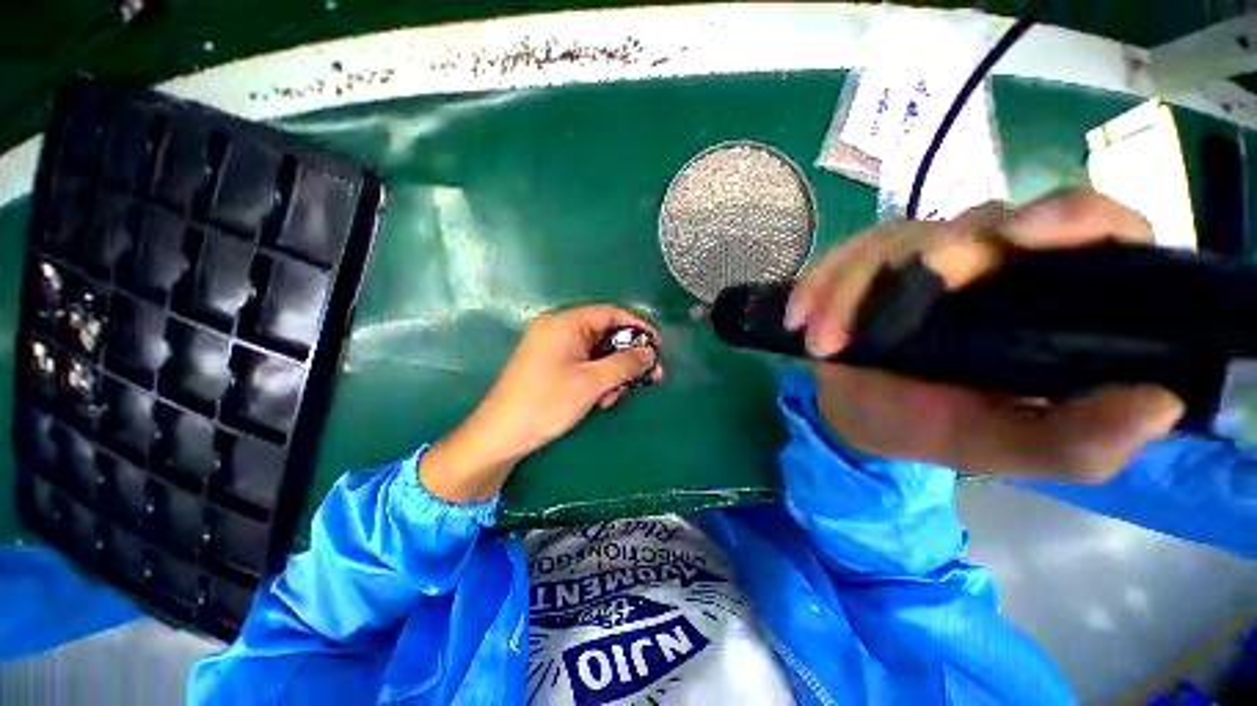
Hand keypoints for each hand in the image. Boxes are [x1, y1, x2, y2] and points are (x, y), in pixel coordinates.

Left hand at [420, 305, 662, 501]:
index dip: (639, 328)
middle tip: (648, 379)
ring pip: (598, 351)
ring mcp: (554, 346)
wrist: (502, 434)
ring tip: (615, 397)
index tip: (658, 348)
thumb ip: (625, 363)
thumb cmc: (547, 402)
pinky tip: (602, 399)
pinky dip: (599, 378)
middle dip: (628, 357)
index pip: (612, 313)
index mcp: (566, 322)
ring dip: (614, 372)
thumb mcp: (592, 382)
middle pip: (606, 333)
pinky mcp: (552, 363)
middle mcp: (559, 328)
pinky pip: (585, 362)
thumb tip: (650, 352)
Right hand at [790, 187, 1183, 482]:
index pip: (1091, 226)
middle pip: (973, 223)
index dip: (1070, 216)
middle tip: (871, 323)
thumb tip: (1160, 404)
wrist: (865, 415)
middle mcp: (995, 261)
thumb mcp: (1009, 448)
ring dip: (847, 291)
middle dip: (918, 265)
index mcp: (1050, 297)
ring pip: (891, 241)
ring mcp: (924, 257)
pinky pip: (841, 257)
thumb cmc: (937, 428)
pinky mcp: (870, 265)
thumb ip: (1081, 442)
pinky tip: (800, 319)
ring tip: (819, 344)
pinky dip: (817, 285)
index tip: (1022, 237)